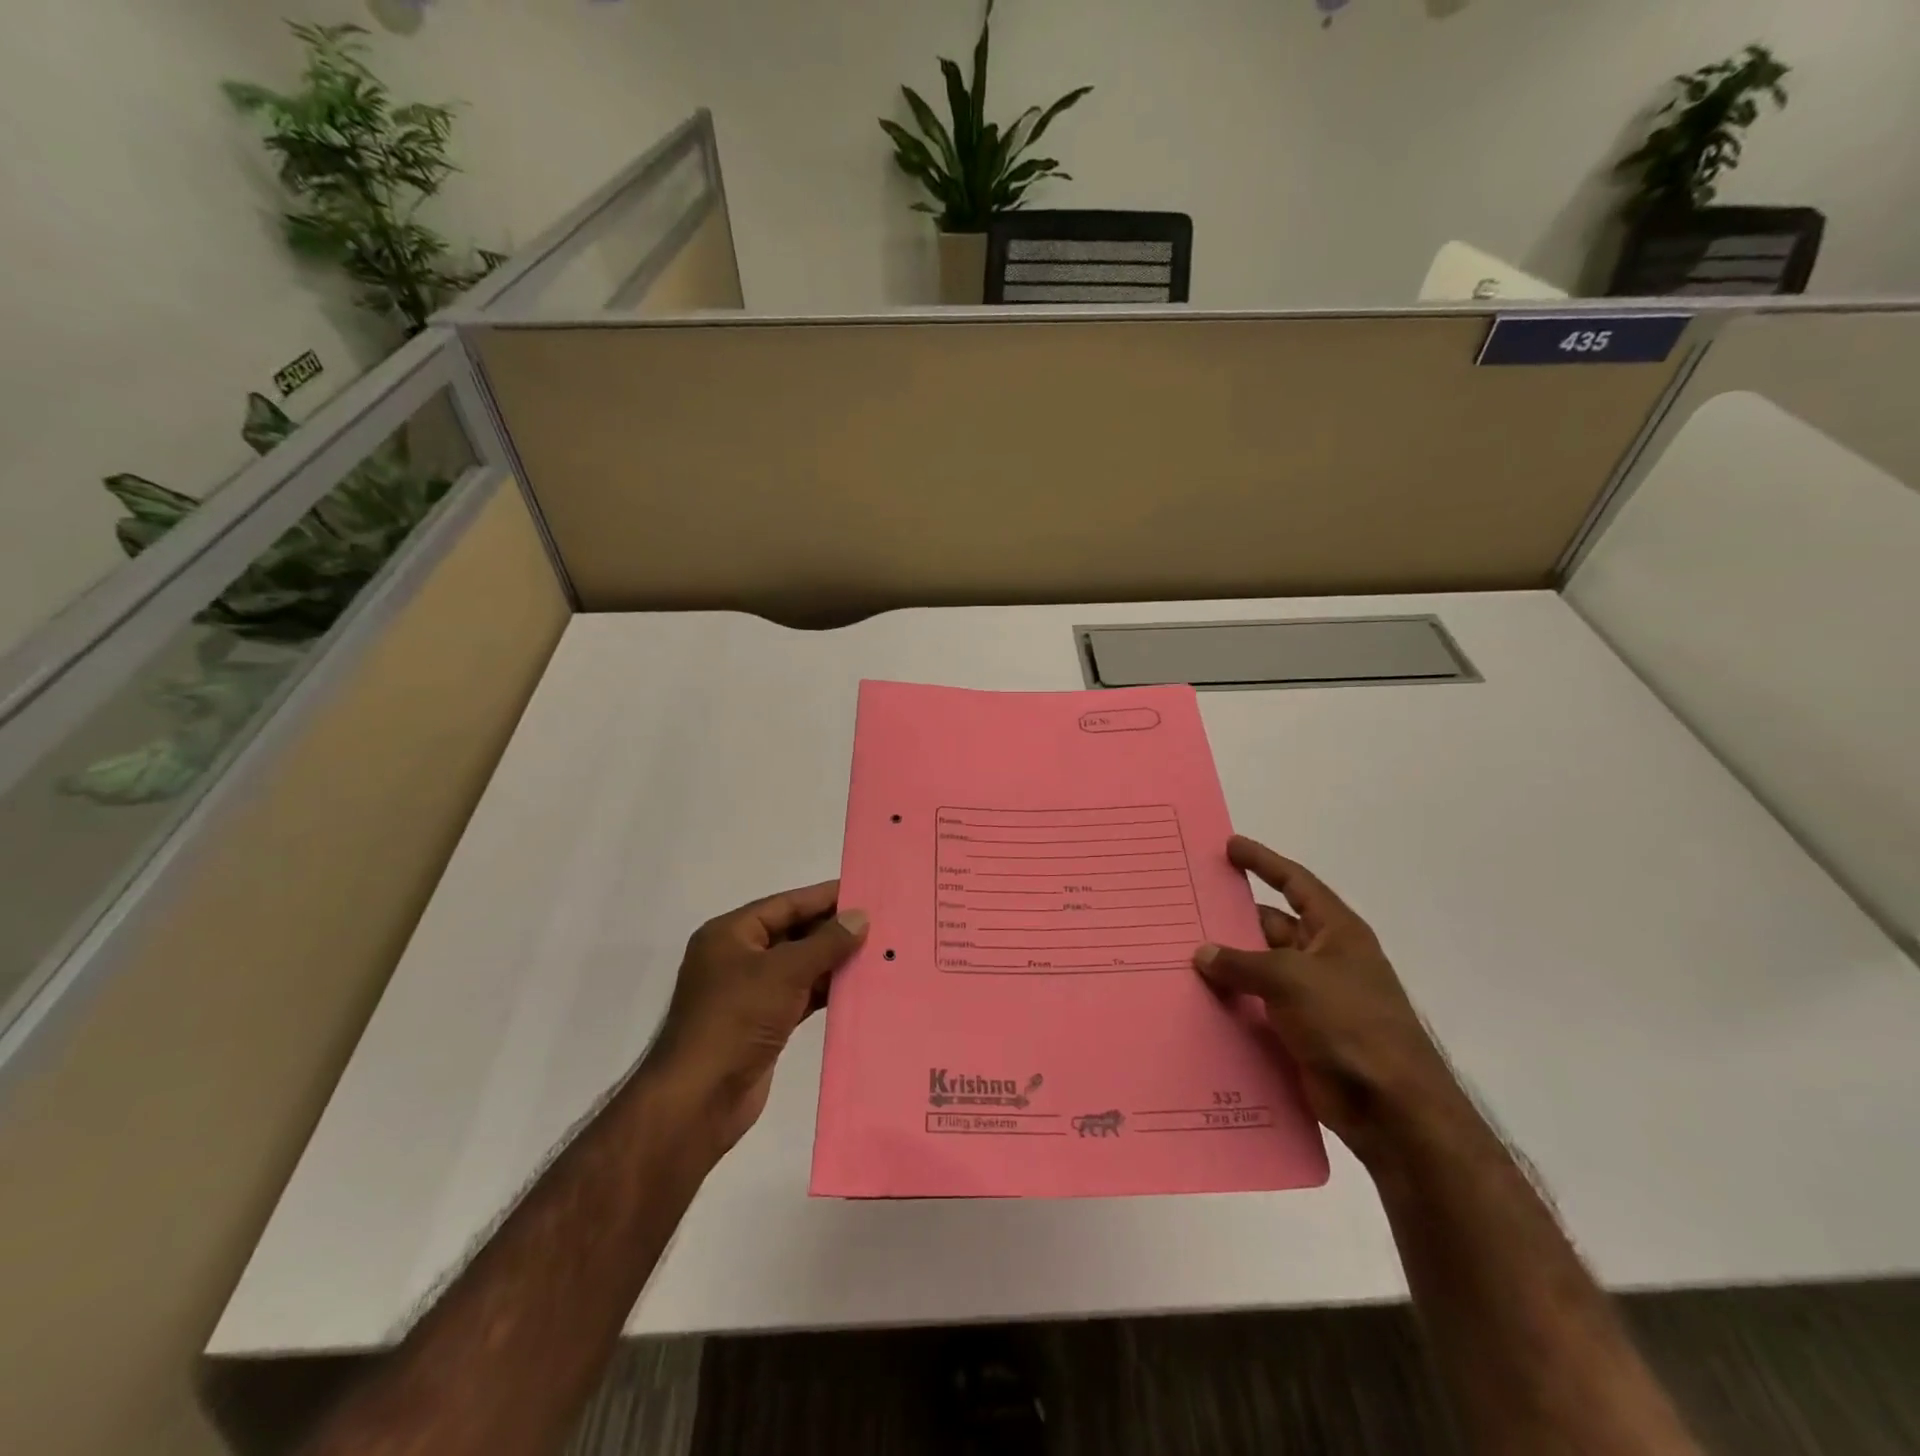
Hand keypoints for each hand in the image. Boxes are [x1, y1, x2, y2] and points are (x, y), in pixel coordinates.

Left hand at [647, 880, 867, 1155]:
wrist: (699, 1099)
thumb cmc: (736, 1019)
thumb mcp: (784, 972)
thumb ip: (825, 942)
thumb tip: (860, 916)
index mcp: (730, 934)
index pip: (785, 904)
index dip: (824, 897)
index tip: (864, 891)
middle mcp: (738, 958)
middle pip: (793, 933)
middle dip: (833, 929)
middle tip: (880, 921)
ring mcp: (749, 993)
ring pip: (799, 966)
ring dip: (834, 961)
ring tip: (878, 951)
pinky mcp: (763, 1024)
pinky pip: (801, 995)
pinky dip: (826, 990)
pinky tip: (858, 986)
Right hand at [1193, 836, 1464, 1164]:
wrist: (1391, 1109)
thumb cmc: (1350, 1023)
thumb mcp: (1292, 979)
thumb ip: (1242, 963)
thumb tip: (1203, 953)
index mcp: (1336, 932)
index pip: (1295, 883)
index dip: (1264, 862)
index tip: (1229, 846)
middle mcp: (1323, 959)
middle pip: (1270, 926)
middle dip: (1232, 919)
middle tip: (1185, 909)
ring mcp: (1311, 999)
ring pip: (1258, 970)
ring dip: (1226, 966)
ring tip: (1177, 954)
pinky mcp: (1298, 1034)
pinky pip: (1256, 1008)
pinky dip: (1230, 1003)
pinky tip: (1193, 1001)